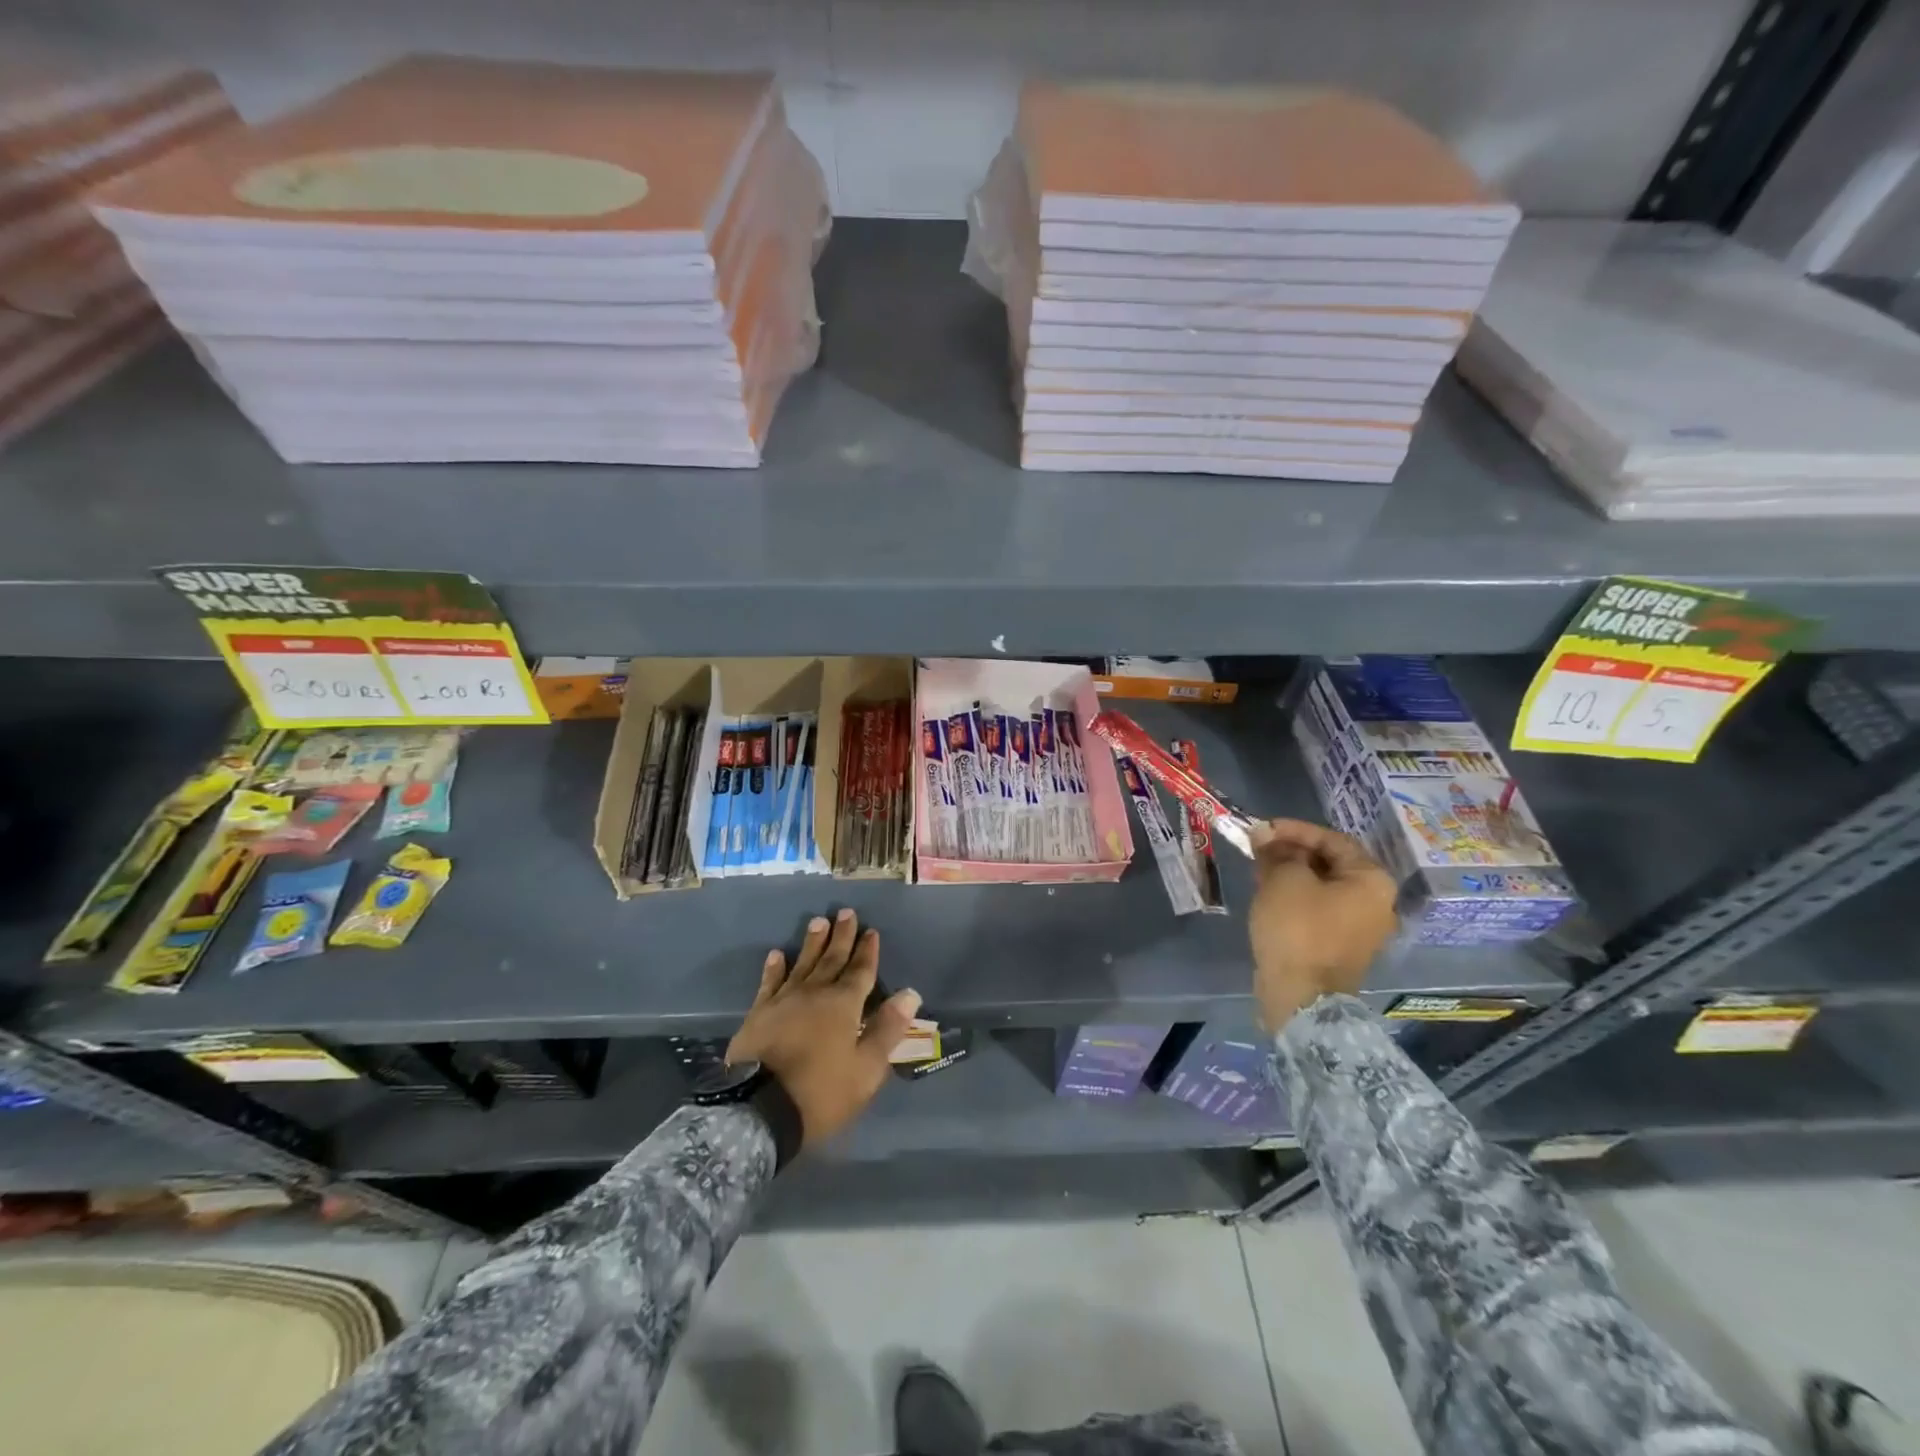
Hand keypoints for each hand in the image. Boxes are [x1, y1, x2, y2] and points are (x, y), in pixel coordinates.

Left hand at [726, 908, 921, 1149]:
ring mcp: (784, 1001)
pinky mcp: (758, 1014)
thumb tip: (910, 993)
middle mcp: (815, 993)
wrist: (759, 1110)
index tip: (871, 930)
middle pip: (832, 959)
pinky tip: (777, 954)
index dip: (867, 951)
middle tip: (845, 912)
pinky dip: (774, 968)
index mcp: (844, 1005)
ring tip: (818, 921)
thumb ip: (887, 1029)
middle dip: (841, 936)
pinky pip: (769, 983)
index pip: (861, 971)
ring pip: (802, 964)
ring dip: (812, 943)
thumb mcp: (866, 1069)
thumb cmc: (821, 1093)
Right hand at [1247, 818, 1397, 1032]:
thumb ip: (1276, 851)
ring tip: (1257, 868)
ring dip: (1290, 873)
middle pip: (1330, 863)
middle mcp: (1375, 902)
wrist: (1301, 998)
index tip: (1262, 829)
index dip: (1295, 830)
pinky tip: (1268, 895)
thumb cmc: (1298, 929)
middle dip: (1291, 851)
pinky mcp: (1338, 947)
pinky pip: (1317, 909)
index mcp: (1371, 881)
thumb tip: (1264, 833)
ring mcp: (1358, 928)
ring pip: (1321, 887)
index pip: (1333, 840)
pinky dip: (1294, 896)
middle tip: (1257, 848)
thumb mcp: (1283, 880)